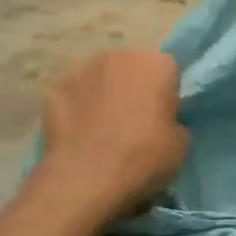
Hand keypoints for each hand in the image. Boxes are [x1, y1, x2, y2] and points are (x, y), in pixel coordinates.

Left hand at [39, 50, 188, 215]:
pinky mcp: (53, 88)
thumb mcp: (182, 142)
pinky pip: (75, 93)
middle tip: (135, 119)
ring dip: (105, 92)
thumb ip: (173, 119)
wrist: (85, 180)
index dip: (167, 93)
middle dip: (135, 86)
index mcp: (156, 63)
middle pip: (133, 66)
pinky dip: (78, 106)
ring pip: (102, 77)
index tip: (163, 116)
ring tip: (104, 126)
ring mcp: (81, 69)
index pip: (168, 70)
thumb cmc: (144, 157)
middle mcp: (119, 55)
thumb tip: (160, 119)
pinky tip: (79, 132)